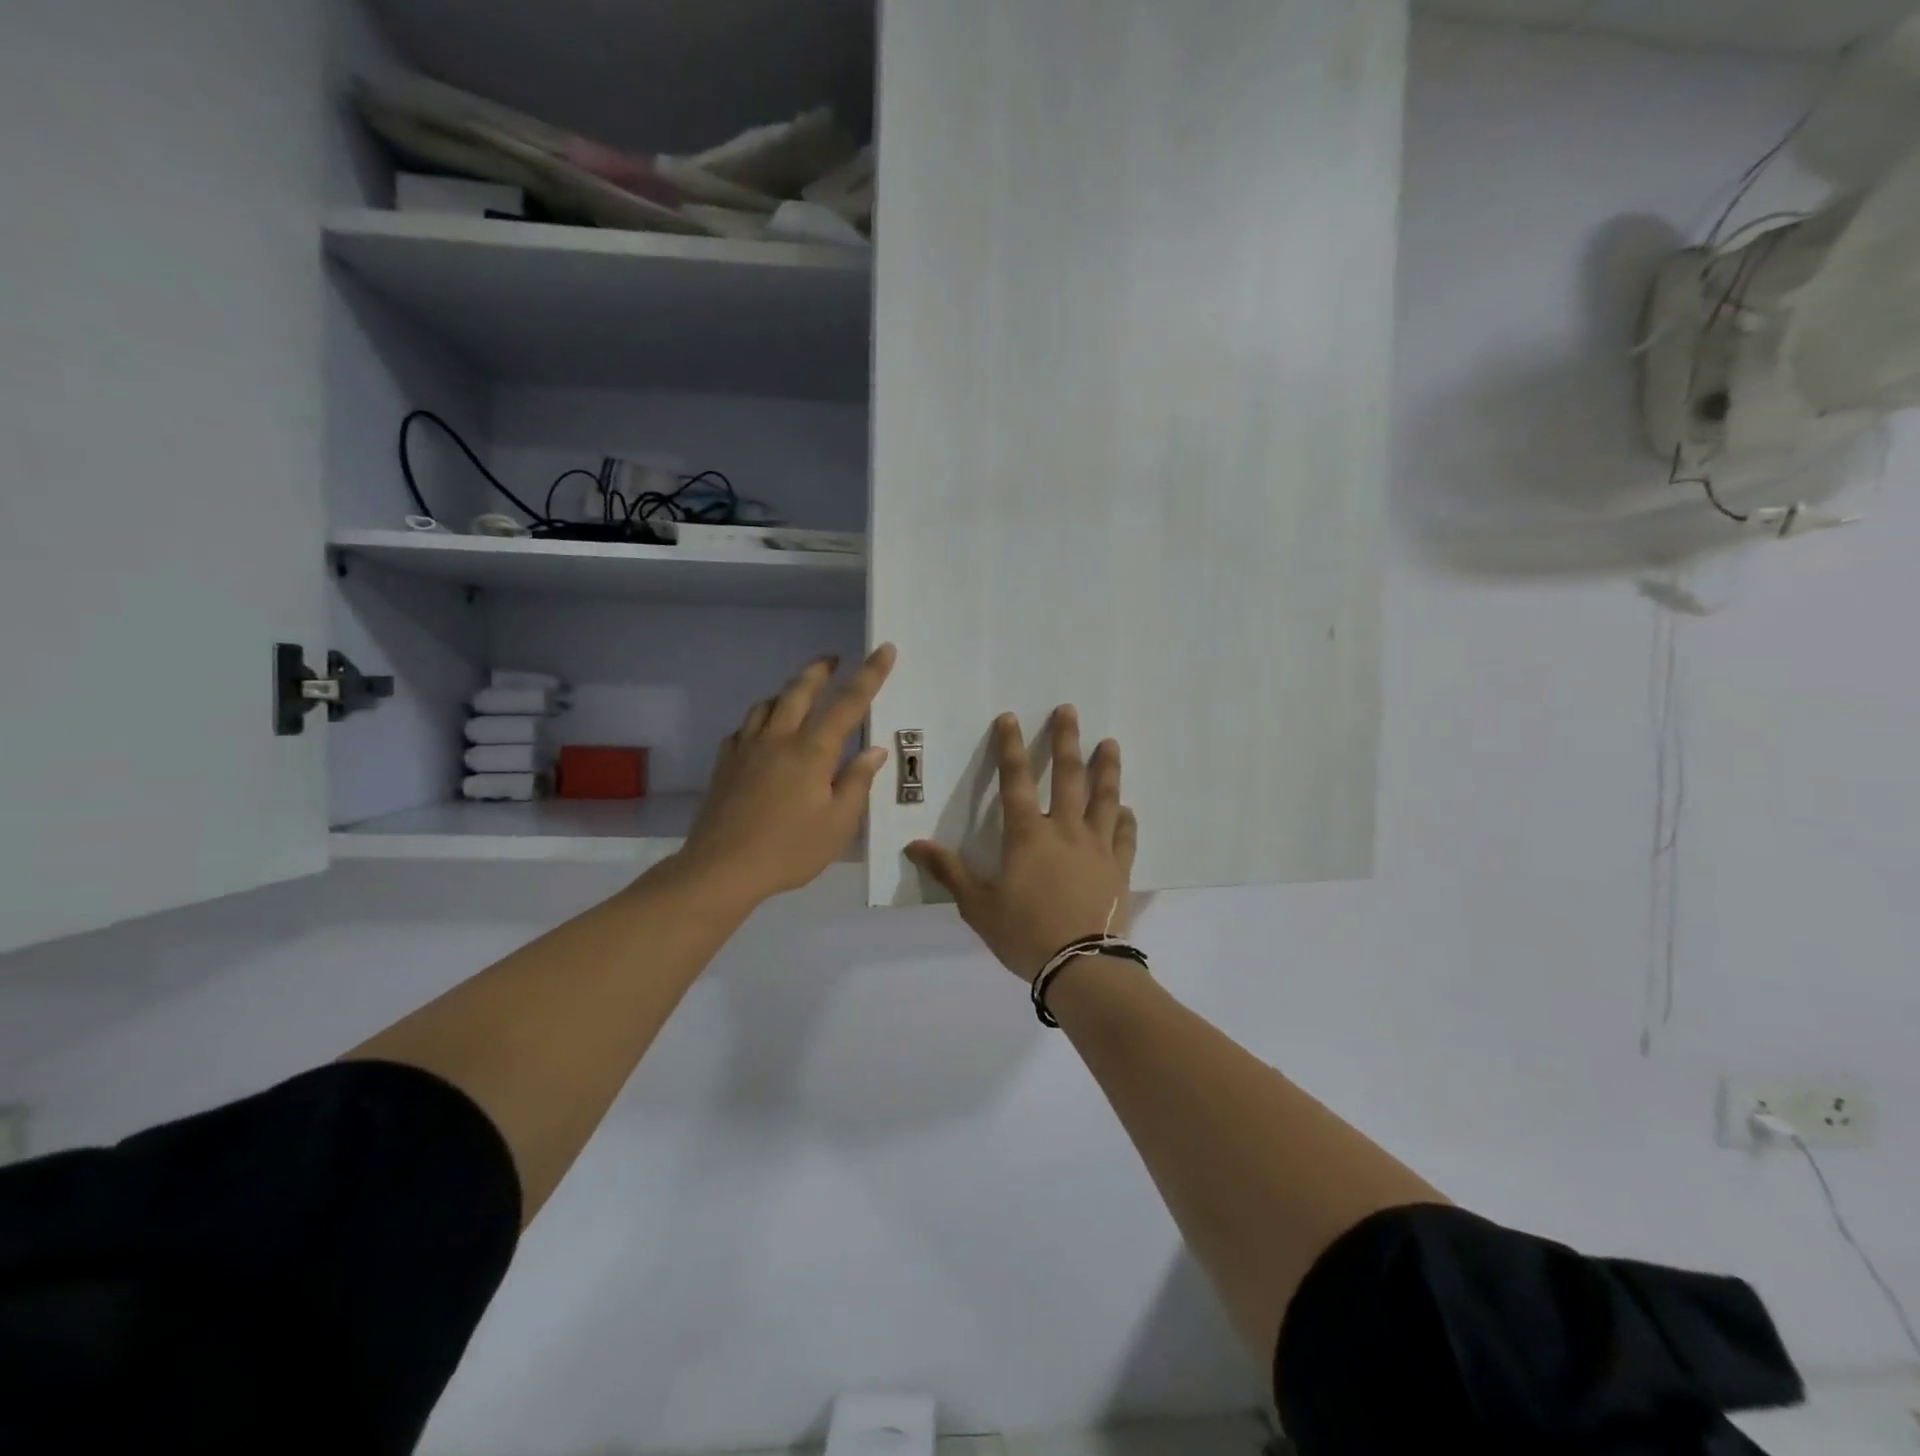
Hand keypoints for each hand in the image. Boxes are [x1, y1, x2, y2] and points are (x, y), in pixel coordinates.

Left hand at [677, 644, 895, 905]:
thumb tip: (872, 751)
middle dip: (820, 670)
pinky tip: (762, 732)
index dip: (870, 674)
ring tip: (799, 692)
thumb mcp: (837, 824)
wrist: (720, 868)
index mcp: (811, 751)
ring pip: (767, 704)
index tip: (884, 649)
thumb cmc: (788, 850)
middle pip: (799, 691)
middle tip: (833, 659)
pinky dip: (760, 719)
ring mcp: (746, 748)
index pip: (848, 703)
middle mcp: (778, 739)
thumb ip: (856, 783)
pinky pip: (744, 727)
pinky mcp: (724, 763)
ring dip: (787, 690)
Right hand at [908, 707, 1137, 981]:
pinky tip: (1128, 809)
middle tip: (1070, 711)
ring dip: (1107, 769)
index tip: (1010, 717)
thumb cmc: (1024, 933)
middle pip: (1068, 776)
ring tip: (1110, 744)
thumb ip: (949, 871)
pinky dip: (1127, 819)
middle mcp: (1066, 830)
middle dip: (1066, 740)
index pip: (1015, 780)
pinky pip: (1126, 836)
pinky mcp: (1120, 868)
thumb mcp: (977, 905)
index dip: (1010, 747)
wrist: (1081, 966)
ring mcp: (1098, 847)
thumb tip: (914, 845)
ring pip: (1105, 798)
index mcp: (1028, 835)